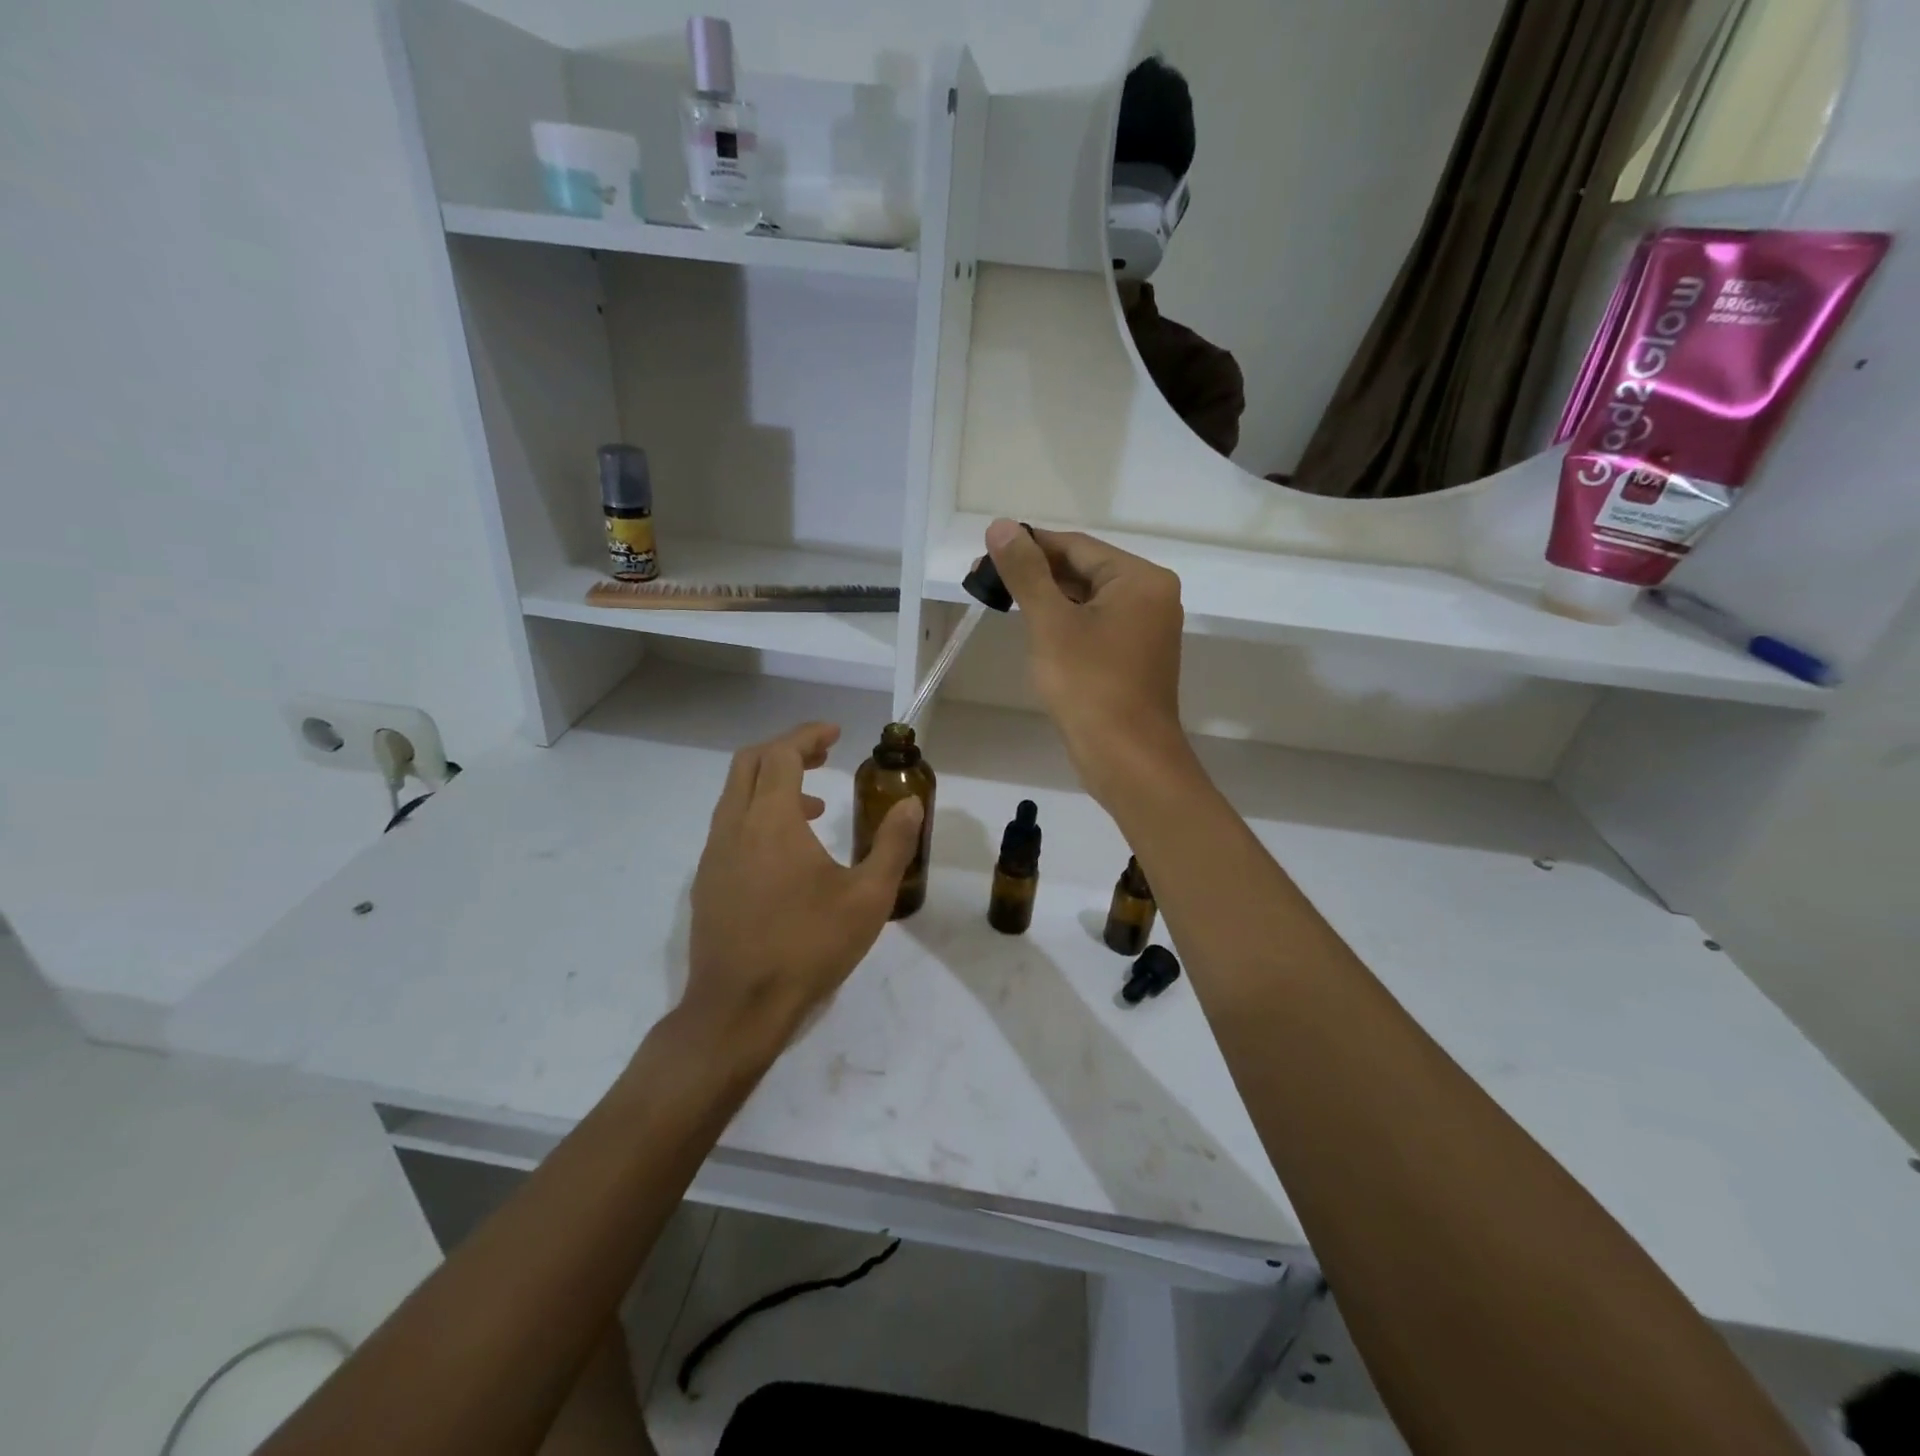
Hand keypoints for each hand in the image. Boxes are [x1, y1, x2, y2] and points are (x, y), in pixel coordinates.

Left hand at [681, 722, 923, 1058]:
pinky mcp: (707, 881)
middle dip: (787, 750)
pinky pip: (730, 826)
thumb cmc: (808, 946)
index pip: (782, 753)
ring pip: (736, 795)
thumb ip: (893, 844)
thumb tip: (911, 804)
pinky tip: (787, 854)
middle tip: (824, 756)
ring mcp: (713, 855)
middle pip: (750, 763)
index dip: (808, 735)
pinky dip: (757, 815)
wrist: (739, 1008)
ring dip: (772, 785)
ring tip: (814, 807)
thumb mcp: (868, 897)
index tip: (836, 733)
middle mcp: (733, 826)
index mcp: (770, 820)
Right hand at [982, 517, 1192, 801]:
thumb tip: (1001, 526)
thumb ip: (1026, 572)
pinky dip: (1065, 624)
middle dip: (1035, 575)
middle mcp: (1151, 596)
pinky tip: (1035, 631)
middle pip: (1084, 570)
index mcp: (1140, 579)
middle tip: (985, 581)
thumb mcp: (1051, 624)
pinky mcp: (1135, 657)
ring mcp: (1146, 629)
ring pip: (1088, 600)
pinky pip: (1095, 626)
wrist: (1127, 759)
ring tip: (1002, 603)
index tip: (985, 554)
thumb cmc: (1090, 686)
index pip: (1076, 546)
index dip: (1029, 546)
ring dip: (1047, 599)